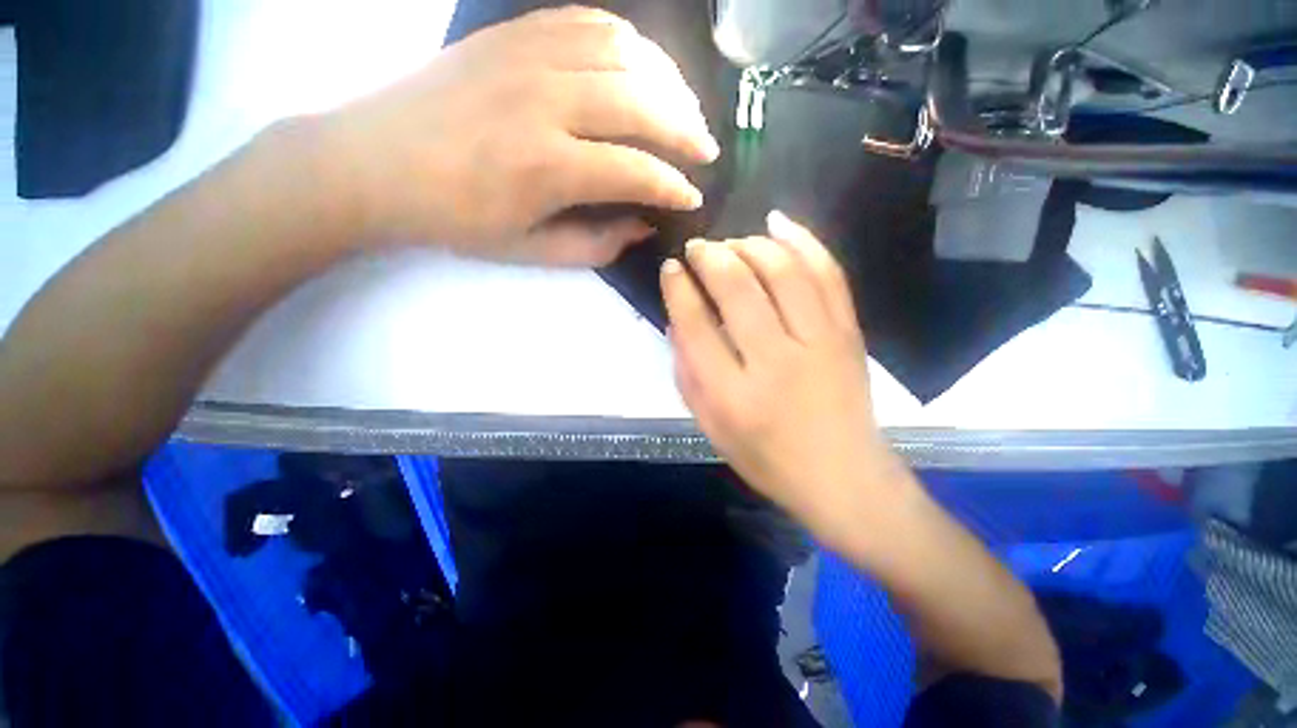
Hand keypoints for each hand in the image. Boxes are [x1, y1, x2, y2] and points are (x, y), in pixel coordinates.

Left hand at [317, 6, 718, 265]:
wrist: (375, 162)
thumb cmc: (456, 219)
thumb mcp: (531, 251)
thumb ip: (595, 244)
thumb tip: (643, 223)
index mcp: (546, 167)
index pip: (635, 170)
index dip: (672, 186)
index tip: (691, 198)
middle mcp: (544, 101)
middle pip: (640, 102)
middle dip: (685, 129)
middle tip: (705, 150)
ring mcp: (527, 56)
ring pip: (624, 53)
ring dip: (667, 82)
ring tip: (684, 109)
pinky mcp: (513, 32)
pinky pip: (589, 22)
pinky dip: (629, 44)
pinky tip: (643, 67)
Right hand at [661, 212, 907, 536]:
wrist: (844, 477)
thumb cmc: (767, 459)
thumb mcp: (711, 429)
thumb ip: (687, 376)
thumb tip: (677, 321)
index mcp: (733, 395)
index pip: (696, 326)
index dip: (678, 289)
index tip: (672, 268)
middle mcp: (775, 362)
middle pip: (738, 289)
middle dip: (710, 256)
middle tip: (698, 249)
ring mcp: (819, 343)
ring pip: (782, 271)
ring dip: (749, 245)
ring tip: (731, 242)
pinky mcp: (848, 333)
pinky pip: (827, 273)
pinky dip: (803, 240)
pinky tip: (778, 223)